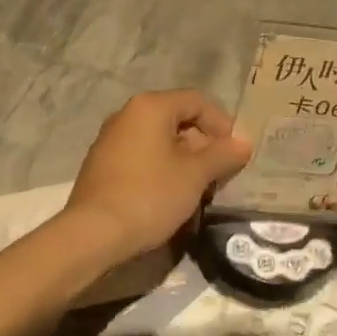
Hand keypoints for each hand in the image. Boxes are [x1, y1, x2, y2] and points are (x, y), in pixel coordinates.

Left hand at [64, 89, 251, 259]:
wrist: (93, 234)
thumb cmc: (149, 195)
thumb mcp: (195, 175)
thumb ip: (223, 155)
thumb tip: (243, 144)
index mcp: (150, 107)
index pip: (197, 101)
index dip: (222, 124)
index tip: (235, 153)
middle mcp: (128, 115)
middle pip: (178, 118)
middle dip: (204, 144)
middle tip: (220, 173)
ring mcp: (111, 139)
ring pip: (160, 139)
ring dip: (185, 159)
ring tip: (199, 187)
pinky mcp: (103, 164)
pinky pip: (143, 155)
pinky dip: (163, 168)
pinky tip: (171, 194)